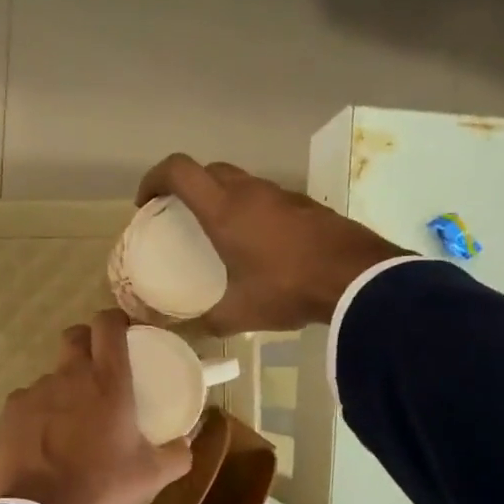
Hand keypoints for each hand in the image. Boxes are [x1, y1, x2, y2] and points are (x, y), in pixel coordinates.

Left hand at [0, 310, 193, 503]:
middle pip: (75, 337)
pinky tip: (43, 443)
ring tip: (70, 423)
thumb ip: (178, 454)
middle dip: (87, 344)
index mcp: (107, 381)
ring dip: (63, 389)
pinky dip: (38, 415)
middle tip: (98, 372)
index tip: (124, 333)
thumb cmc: (101, 485)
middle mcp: (69, 376)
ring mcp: (34, 392)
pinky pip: (28, 403)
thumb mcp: (151, 475)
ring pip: (52, 376)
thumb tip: (187, 443)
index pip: (108, 324)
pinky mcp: (10, 412)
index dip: (116, 320)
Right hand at [136, 155, 412, 333]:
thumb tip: (190, 332)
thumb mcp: (241, 313)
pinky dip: (251, 210)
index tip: (146, 203)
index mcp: (224, 209)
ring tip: (218, 232)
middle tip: (180, 217)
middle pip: (209, 170)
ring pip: (241, 182)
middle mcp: (250, 192)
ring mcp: (282, 194)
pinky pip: (266, 198)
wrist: (357, 278)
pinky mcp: (306, 205)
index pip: (179, 170)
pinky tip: (257, 244)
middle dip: (187, 187)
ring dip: (222, 197)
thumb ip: (210, 322)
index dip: (154, 179)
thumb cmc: (288, 288)